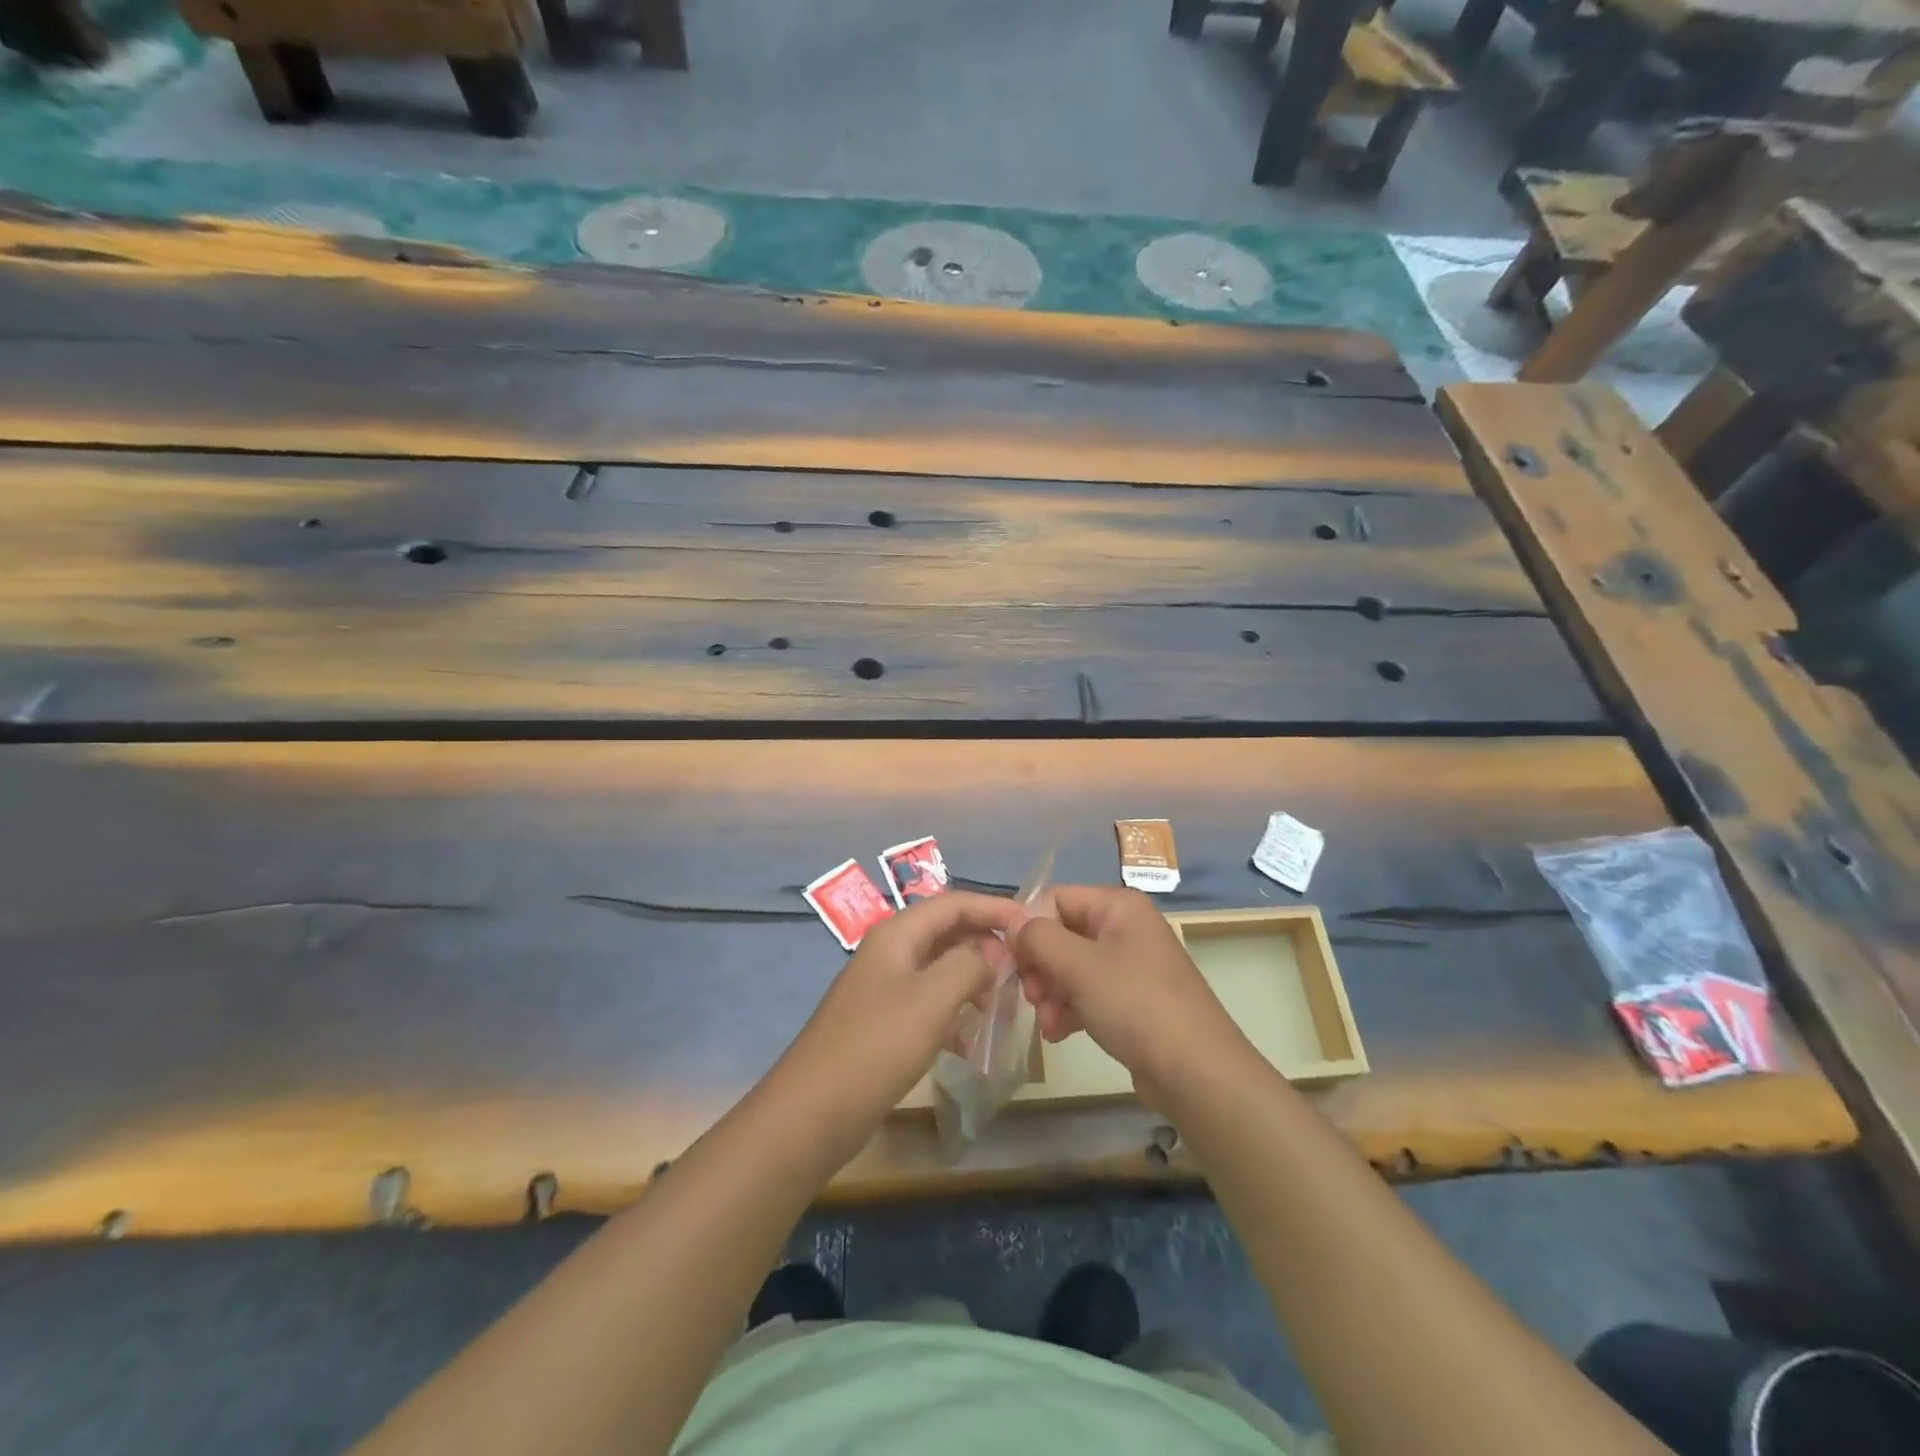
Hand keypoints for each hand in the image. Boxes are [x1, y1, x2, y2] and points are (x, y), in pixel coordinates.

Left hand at [775, 892, 1026, 1163]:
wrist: (812, 1112)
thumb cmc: (876, 1046)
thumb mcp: (931, 998)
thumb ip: (969, 964)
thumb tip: (992, 951)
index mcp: (897, 934)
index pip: (954, 903)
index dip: (993, 908)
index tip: (1032, 925)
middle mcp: (890, 952)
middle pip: (947, 932)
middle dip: (986, 944)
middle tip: (1024, 969)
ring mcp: (884, 988)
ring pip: (940, 969)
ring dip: (973, 979)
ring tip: (1005, 1003)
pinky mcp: (883, 1023)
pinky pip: (929, 1003)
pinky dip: (954, 1012)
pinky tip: (972, 1040)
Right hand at [1012, 885, 1245, 1104]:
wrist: (1197, 1072)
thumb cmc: (1136, 1005)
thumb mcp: (1079, 966)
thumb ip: (1039, 938)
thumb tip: (1014, 924)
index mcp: (1118, 906)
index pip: (1055, 898)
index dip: (1029, 927)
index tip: (1014, 962)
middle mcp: (1125, 927)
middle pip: (1062, 933)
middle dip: (1040, 966)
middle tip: (1031, 996)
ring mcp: (1130, 964)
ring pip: (1071, 966)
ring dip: (1050, 992)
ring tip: (1047, 1023)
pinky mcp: (1132, 999)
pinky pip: (1088, 992)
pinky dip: (1069, 1008)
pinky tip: (1059, 1034)